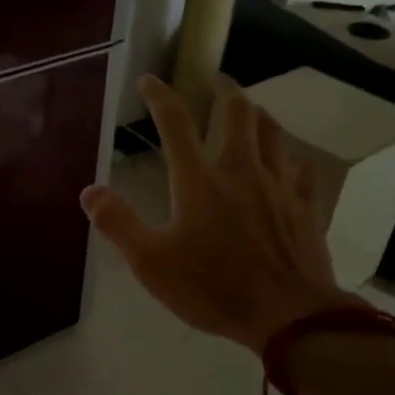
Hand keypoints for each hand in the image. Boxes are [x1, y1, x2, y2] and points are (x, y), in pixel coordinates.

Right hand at [80, 74, 359, 352]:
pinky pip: (301, 168)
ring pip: (273, 132)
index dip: (160, 96)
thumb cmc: (213, 288)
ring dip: (258, 114)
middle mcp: (241, 170)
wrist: (287, 316)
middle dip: (224, 90)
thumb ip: (118, 224)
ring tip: (250, 110)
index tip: (150, 79)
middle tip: (215, 81)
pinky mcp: (305, 206)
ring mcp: (280, 185)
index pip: (176, 124)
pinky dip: (290, 156)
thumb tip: (88, 191)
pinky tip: (287, 161)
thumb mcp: (151, 263)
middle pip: (237, 113)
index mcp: (200, 181)